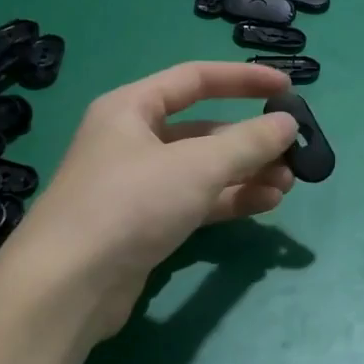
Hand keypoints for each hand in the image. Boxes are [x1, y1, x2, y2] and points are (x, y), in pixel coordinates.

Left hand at [3, 61, 299, 340]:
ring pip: (202, 170)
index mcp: (131, 109)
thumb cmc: (130, 204)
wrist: (70, 284)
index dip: (243, 79)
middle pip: (203, 130)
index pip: (195, 79)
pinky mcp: (146, 225)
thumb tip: (287, 125)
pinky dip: (229, 200)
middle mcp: (132, 141)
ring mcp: (138, 186)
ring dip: (245, 174)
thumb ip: (247, 143)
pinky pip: (196, 202)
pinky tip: (265, 204)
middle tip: (293, 154)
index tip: (287, 87)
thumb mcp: (196, 166)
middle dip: (250, 141)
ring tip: (287, 184)